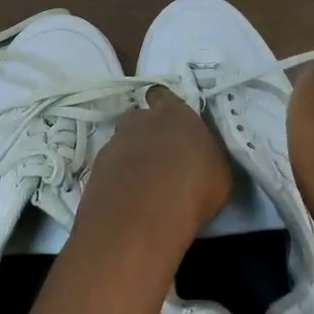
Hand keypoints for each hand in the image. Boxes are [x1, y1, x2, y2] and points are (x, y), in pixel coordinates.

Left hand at [76, 90, 230, 257]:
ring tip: (144, 183)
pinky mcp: (96, 168)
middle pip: (140, 119)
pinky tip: (129, 197)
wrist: (141, 217)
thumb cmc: (192, 188)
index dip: (166, 108)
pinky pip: (111, 167)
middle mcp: (140, 120)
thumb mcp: (218, 172)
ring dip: (132, 156)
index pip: (164, 96)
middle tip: (160, 157)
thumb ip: (205, 154)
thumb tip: (199, 156)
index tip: (173, 124)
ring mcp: (113, 142)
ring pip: (123, 142)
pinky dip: (118, 177)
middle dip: (148, 132)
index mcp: (173, 113)